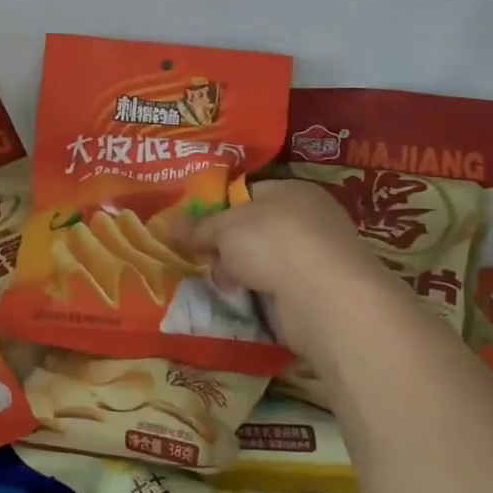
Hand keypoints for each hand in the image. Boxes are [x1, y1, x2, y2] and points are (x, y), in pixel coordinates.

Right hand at [180, 179, 413, 353]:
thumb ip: (197, 227)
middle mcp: (309, 219)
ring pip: (263, 261)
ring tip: (219, 283)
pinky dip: (258, 295)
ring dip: (240, 273)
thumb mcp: (224, 229)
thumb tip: (168, 225)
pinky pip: (275, 288)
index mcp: (292, 191)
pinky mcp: (317, 293)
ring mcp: (316, 257)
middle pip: (253, 229)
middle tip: (200, 257)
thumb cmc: (273, 243)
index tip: (193, 227)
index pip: (248, 193)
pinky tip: (241, 301)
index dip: (218, 208)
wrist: (324, 299)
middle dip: (226, 246)